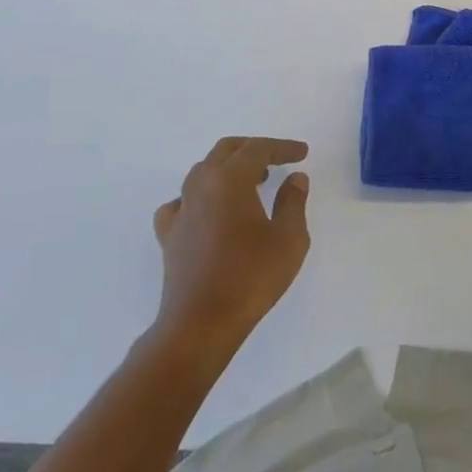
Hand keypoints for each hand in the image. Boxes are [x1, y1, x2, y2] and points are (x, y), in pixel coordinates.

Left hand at [152, 137, 310, 354]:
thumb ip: (293, 201)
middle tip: (278, 159)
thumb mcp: (289, 239)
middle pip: (226, 151)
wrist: (200, 324)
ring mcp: (181, 209)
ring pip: (203, 171)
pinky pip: (182, 201)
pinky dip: (200, 196)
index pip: (258, 149)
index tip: (302, 153)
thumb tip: (295, 178)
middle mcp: (201, 185)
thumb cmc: (250, 278)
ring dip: (229, 168)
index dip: (282, 147)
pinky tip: (210, 210)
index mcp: (230, 179)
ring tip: (252, 181)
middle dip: (254, 149)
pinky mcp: (169, 234)